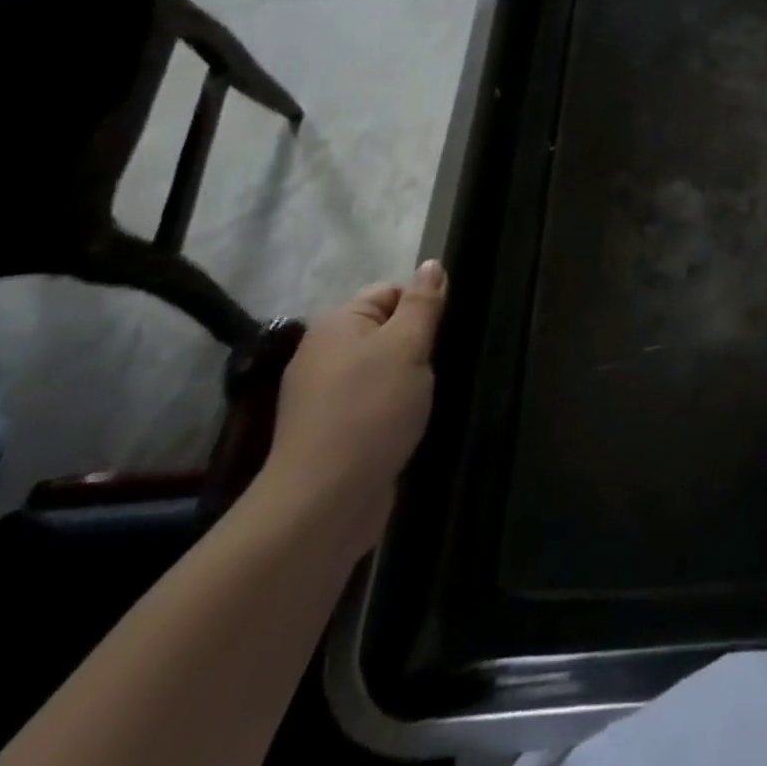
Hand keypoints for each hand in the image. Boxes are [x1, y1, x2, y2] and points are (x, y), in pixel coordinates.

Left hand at [254, 261, 446, 556]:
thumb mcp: (408, 345)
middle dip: (418, 345)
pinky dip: (395, 408)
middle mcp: (323, 353)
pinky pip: (374, 402)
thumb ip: (423, 303)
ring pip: (383, 369)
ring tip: (429, 396)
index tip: (443, 334)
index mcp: (336, 324)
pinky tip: (411, 422)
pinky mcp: (332, 432)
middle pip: (386, 330)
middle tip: (439, 366)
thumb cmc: (371, 410)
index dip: (422, 307)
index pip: (390, 292)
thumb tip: (432, 264)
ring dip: (410, 379)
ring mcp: (323, 396)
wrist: (325, 501)